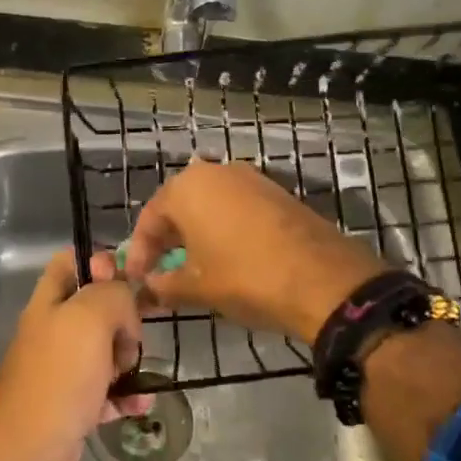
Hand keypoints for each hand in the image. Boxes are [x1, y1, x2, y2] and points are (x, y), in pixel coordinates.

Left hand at [0, 250, 151, 460]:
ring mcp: (63, 369)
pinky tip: (140, 403)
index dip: (101, 263)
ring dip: (129, 359)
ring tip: (134, 374)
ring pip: (106, 349)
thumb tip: (126, 303)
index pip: (72, 261)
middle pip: (97, 306)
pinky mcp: (73, 404)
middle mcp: (54, 329)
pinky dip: (126, 395)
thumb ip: (113, 294)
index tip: (129, 281)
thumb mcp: (90, 319)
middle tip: (132, 338)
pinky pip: (108, 390)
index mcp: (50, 301)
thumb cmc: (58, 379)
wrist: (24, 455)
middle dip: (125, 319)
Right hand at [121, 159, 390, 344]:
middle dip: (167, 240)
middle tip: (160, 272)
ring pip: (210, 205)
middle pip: (179, 205)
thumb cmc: (246, 278)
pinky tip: (227, 257)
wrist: (323, 279)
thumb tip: (148, 288)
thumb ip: (164, 285)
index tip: (137, 280)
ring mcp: (251, 179)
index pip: (150, 217)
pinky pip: (237, 207)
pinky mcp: (277, 192)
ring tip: (192, 267)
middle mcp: (217, 172)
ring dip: (196, 233)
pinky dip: (224, 229)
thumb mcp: (197, 288)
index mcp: (188, 188)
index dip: (140, 252)